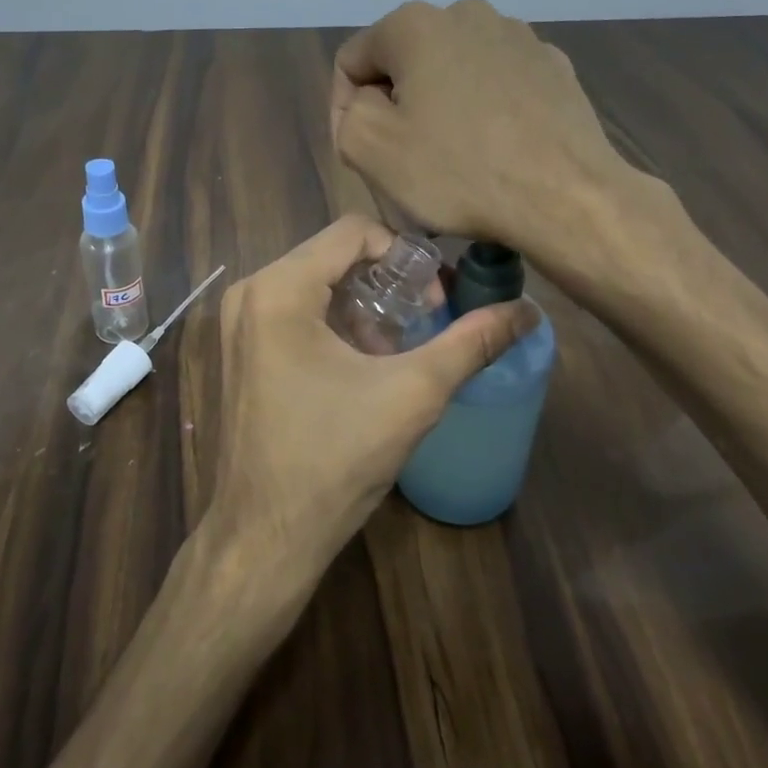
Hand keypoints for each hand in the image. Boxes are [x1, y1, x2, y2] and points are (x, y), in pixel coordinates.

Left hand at [207, 215, 537, 582]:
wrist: (266, 536)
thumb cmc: (334, 460)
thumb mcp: (412, 394)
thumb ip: (471, 343)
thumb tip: (528, 311)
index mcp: (278, 289)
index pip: (354, 231)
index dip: (406, 255)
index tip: (435, 299)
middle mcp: (250, 293)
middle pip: (333, 256)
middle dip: (388, 282)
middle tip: (427, 319)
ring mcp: (239, 324)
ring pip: (316, 284)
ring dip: (364, 305)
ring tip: (400, 347)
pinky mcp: (241, 351)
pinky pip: (295, 312)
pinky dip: (336, 324)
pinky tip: (364, 365)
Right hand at [331, 0, 674, 262]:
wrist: (566, 197)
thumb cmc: (458, 172)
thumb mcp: (369, 147)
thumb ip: (346, 113)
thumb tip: (366, 102)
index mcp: (415, 24)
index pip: (352, 61)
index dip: (345, 110)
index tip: (362, 154)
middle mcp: (467, 13)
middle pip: (404, 63)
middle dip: (396, 106)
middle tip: (404, 159)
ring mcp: (518, 36)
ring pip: (452, 73)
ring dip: (440, 108)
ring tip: (453, 158)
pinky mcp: (553, 66)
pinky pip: (497, 85)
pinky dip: (484, 111)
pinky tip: (495, 150)